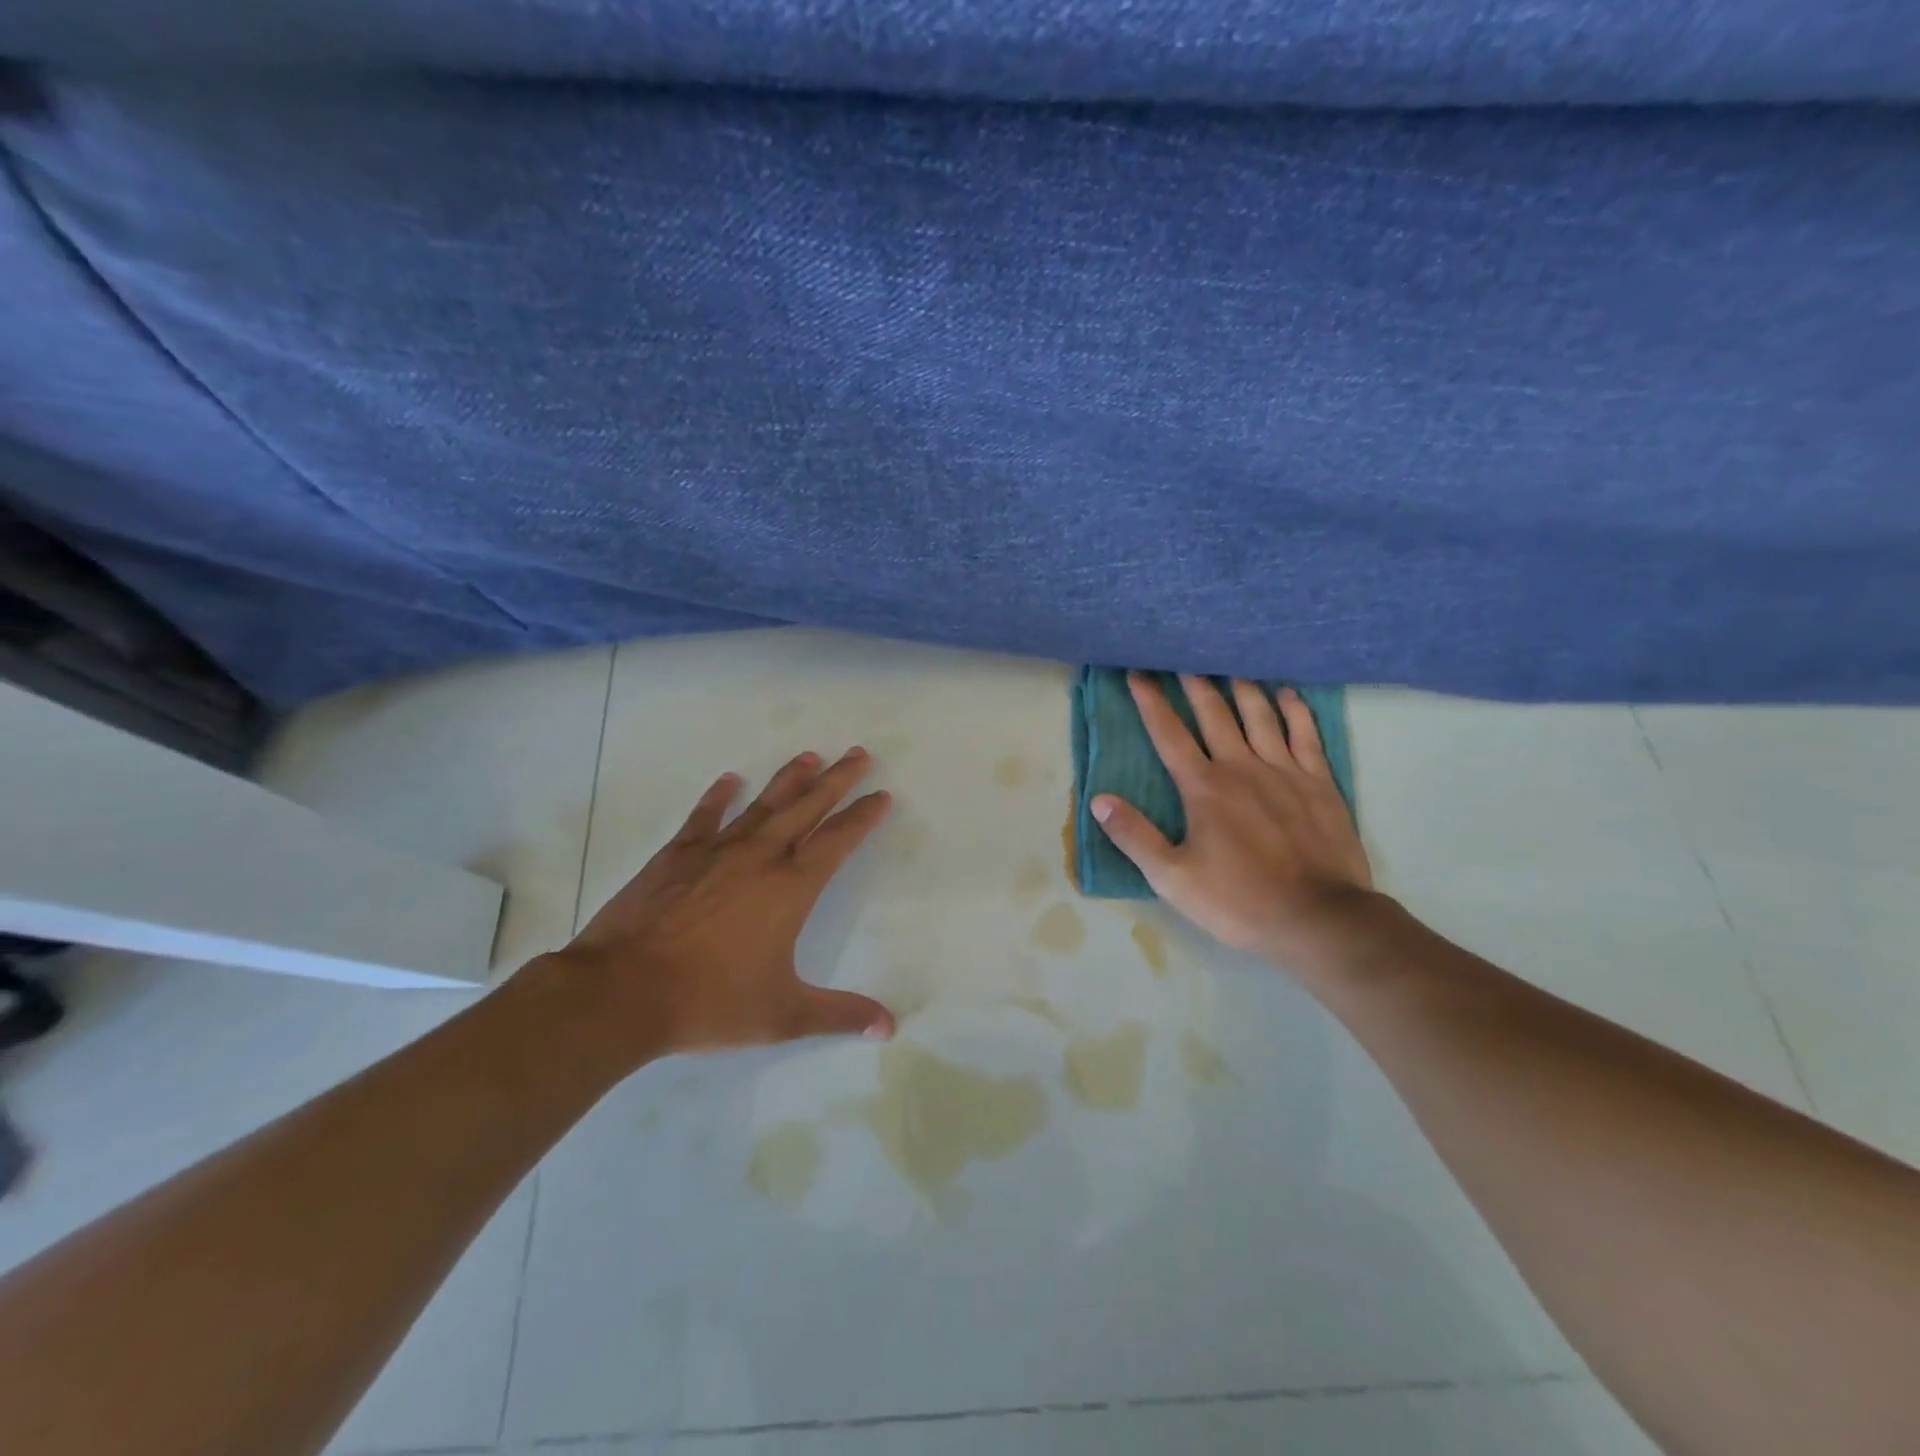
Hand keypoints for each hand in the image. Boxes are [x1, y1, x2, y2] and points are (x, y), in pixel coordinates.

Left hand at [539, 747, 896, 1069]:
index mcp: (791, 888)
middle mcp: (759, 857)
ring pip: (763, 805)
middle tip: (858, 753)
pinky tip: (729, 780)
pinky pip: (704, 817)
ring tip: (810, 755)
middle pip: (807, 807)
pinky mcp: (676, 856)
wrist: (622, 991)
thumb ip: (839, 1016)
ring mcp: (715, 851)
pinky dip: (718, 798)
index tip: (881, 795)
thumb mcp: (783, 1015)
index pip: (838, 840)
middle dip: (837, 779)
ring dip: (790, 779)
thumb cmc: (710, 1002)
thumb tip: (889, 1028)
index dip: (863, 816)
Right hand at [1092, 674, 1375, 967]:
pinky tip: (1286, 693)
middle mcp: (1242, 767)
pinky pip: (1306, 734)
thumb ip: (1134, 836)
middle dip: (1194, 683)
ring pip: (1260, 715)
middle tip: (1184, 657)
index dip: (1151, 702)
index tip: (1138, 673)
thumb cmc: (1239, 901)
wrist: (1318, 919)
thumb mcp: (1172, 878)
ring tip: (1229, 665)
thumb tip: (1099, 800)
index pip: (1169, 734)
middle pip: (1214, 714)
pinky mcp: (1320, 782)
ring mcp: (1285, 771)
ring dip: (1241, 687)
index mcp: (1204, 787)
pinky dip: (1295, 710)